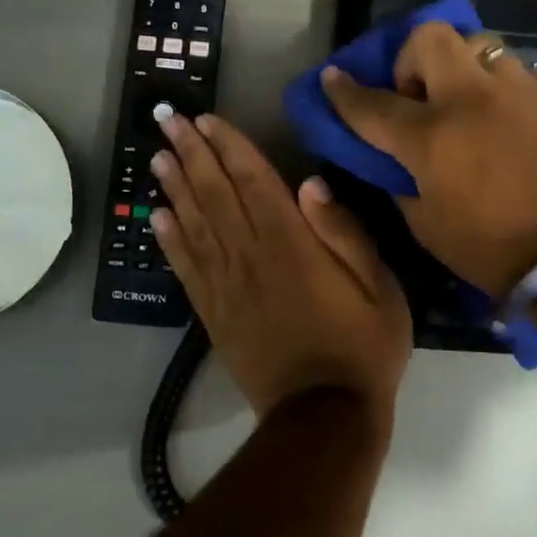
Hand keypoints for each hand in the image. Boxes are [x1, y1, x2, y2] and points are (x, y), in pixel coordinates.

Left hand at [150, 112, 411, 430]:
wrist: (324, 416)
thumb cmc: (363, 346)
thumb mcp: (379, 286)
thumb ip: (345, 232)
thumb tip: (311, 183)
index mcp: (292, 244)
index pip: (254, 181)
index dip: (230, 147)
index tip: (207, 119)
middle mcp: (251, 256)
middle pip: (216, 194)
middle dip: (192, 154)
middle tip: (167, 122)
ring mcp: (227, 287)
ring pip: (195, 225)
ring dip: (174, 188)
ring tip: (156, 157)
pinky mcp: (214, 315)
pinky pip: (186, 269)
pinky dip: (170, 240)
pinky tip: (156, 218)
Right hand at [319, 24, 536, 299]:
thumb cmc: (492, 248)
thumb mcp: (427, 226)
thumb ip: (401, 183)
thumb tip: (393, 160)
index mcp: (431, 137)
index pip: (373, 103)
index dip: (344, 90)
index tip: (333, 77)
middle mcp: (470, 99)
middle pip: (428, 38)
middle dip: (410, 57)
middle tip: (417, 92)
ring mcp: (516, 89)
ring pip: (477, 43)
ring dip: (459, 64)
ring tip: (465, 98)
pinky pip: (514, 70)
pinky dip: (497, 85)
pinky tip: (504, 116)